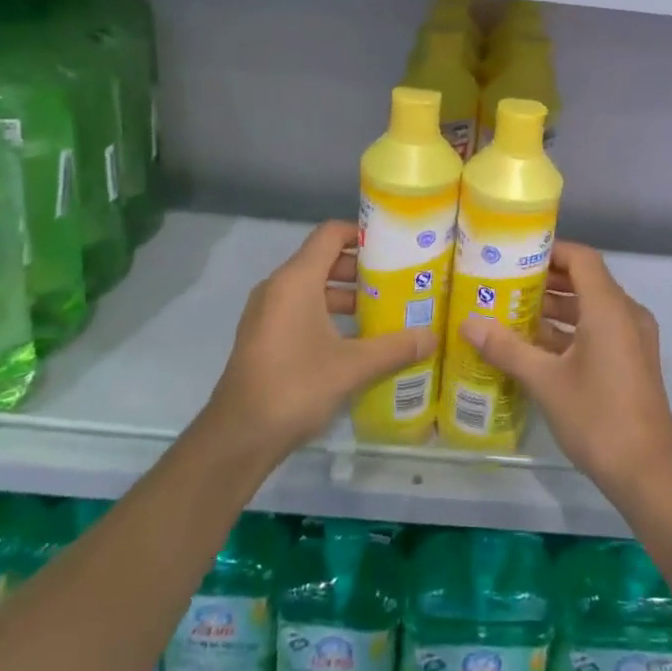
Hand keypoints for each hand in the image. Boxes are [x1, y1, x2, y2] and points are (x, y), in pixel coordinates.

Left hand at [197, 221, 431, 463]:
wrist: (239, 437)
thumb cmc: (296, 387)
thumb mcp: (352, 366)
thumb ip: (395, 347)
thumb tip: (433, 337)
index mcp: (296, 280)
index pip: (330, 234)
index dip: (362, 233)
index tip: (394, 246)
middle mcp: (278, 287)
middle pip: (324, 260)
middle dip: (362, 269)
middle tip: (399, 281)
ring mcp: (267, 313)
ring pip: (313, 288)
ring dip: (348, 295)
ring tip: (385, 310)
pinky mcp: (264, 336)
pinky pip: (301, 309)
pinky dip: (329, 314)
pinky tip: (357, 340)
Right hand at [461, 243, 671, 499]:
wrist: (648, 471)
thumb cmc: (597, 417)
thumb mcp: (545, 381)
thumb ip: (506, 348)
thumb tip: (467, 324)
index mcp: (609, 308)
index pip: (581, 258)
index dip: (550, 250)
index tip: (515, 255)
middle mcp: (626, 314)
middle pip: (587, 281)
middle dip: (547, 281)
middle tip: (505, 283)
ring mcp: (633, 338)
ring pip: (593, 308)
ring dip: (557, 308)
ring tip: (513, 312)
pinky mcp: (633, 360)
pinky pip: (601, 330)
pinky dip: (572, 330)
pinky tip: (537, 347)